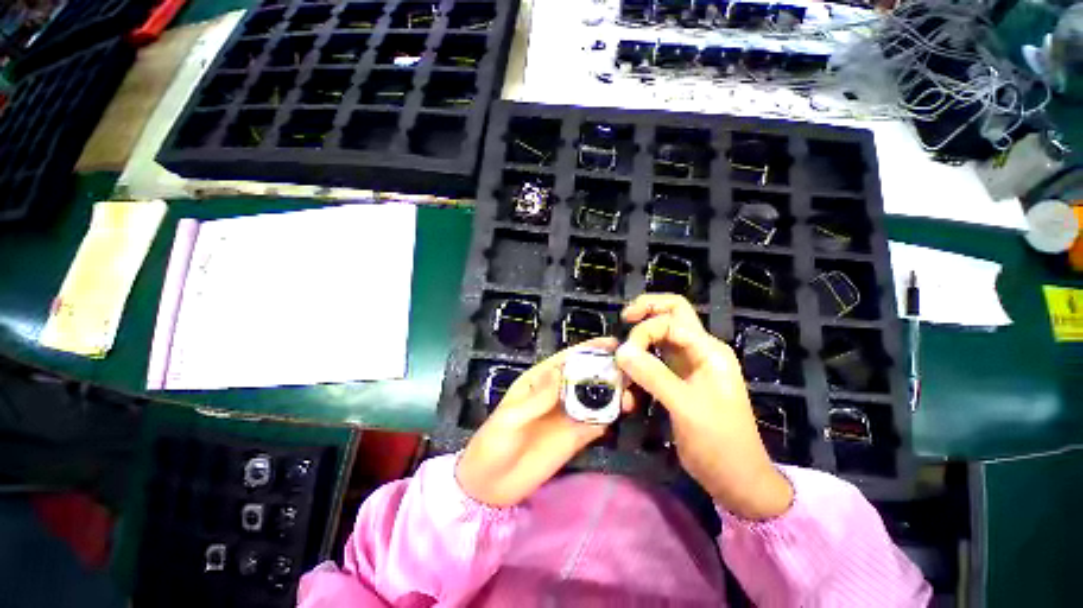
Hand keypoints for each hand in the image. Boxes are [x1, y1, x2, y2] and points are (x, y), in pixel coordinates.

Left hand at [456, 338, 633, 506]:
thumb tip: (561, 370)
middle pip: (586, 376)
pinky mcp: (576, 437)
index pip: (567, 360)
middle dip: (608, 370)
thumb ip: (538, 397)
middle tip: (631, 370)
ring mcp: (569, 416)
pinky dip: (611, 416)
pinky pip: (597, 422)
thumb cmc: (494, 444)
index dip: (589, 350)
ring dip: (614, 393)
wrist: (491, 486)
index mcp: (540, 381)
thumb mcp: (510, 418)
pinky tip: (623, 414)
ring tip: (631, 396)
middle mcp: (558, 394)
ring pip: (596, 397)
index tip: (613, 344)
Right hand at [614, 294, 792, 519]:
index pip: (670, 320)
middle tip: (624, 318)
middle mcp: (698, 351)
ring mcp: (688, 366)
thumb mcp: (685, 406)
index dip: (644, 331)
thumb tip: (621, 351)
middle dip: (647, 311)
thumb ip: (653, 375)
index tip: (625, 356)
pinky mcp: (677, 381)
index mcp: (708, 350)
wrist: (736, 480)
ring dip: (639, 344)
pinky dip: (639, 367)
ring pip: (659, 338)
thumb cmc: (719, 442)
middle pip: (672, 314)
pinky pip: (654, 362)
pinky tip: (629, 388)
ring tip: (622, 366)